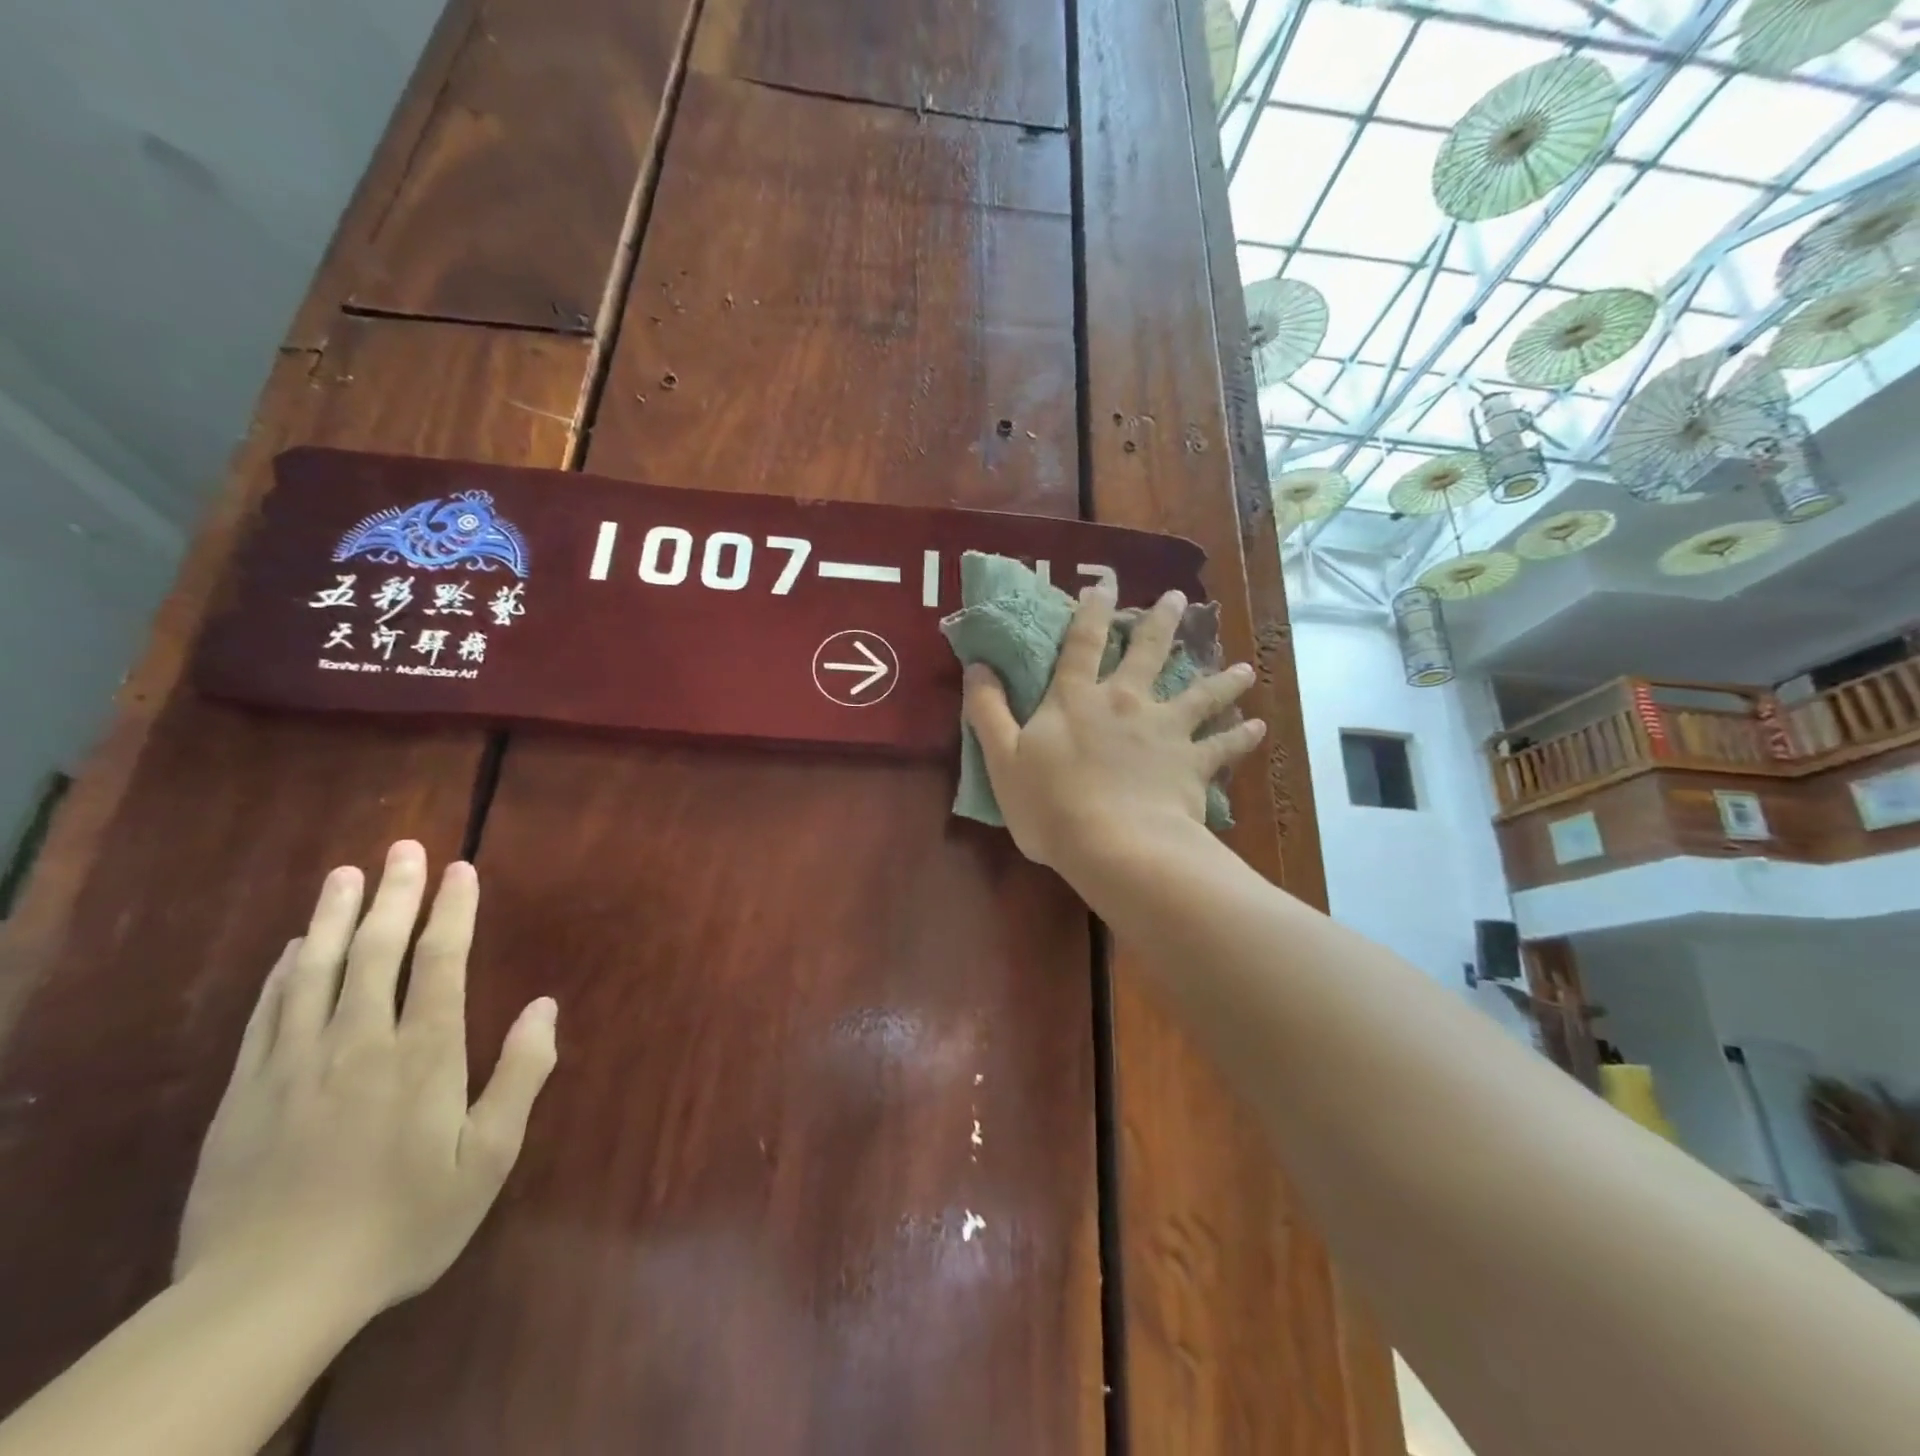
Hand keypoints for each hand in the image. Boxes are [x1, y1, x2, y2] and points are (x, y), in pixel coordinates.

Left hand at [176, 841, 557, 1320]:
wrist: (266, 1299)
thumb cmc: (400, 1222)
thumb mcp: (486, 1160)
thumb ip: (520, 1076)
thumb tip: (546, 1007)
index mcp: (422, 1054)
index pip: (440, 960)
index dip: (452, 910)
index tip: (459, 869)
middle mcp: (359, 1042)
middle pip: (377, 950)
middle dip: (395, 894)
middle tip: (403, 848)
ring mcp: (295, 1064)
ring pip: (318, 970)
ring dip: (336, 916)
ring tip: (346, 873)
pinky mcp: (247, 1092)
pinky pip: (269, 1013)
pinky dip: (285, 971)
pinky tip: (296, 947)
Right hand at [962, 585, 1263, 873]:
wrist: (1115, 845)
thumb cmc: (1050, 804)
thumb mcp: (1002, 758)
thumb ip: (988, 711)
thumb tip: (978, 667)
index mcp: (1077, 699)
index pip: (1083, 643)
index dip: (1092, 611)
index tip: (1105, 584)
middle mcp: (1125, 703)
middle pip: (1148, 653)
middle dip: (1162, 622)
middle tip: (1179, 599)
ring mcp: (1165, 730)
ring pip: (1200, 694)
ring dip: (1222, 680)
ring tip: (1244, 669)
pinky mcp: (1192, 763)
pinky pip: (1223, 746)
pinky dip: (1242, 737)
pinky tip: (1259, 728)